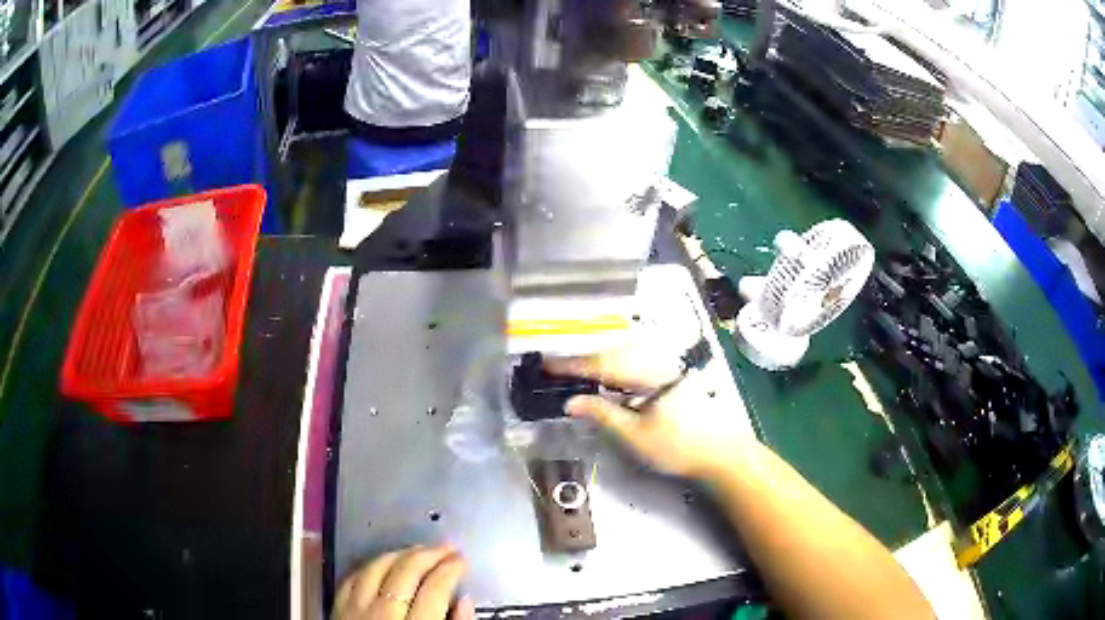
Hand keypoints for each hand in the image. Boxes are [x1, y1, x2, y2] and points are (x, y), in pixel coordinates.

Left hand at [333, 545, 474, 619]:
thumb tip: (465, 602)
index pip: (435, 589)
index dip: (451, 569)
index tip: (462, 560)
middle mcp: (383, 614)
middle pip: (406, 572)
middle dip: (430, 555)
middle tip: (447, 548)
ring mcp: (356, 609)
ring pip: (377, 567)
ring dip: (400, 554)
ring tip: (419, 550)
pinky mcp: (337, 609)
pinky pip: (352, 577)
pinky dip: (370, 565)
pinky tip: (382, 562)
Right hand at [545, 349, 756, 479]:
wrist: (722, 454)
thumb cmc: (679, 447)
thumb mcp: (635, 435)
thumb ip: (602, 414)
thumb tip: (570, 402)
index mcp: (649, 372)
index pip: (602, 364)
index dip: (572, 365)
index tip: (546, 364)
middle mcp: (658, 360)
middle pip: (612, 353)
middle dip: (582, 359)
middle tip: (553, 365)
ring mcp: (668, 366)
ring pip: (624, 356)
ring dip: (597, 362)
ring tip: (572, 369)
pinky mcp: (672, 375)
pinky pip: (636, 364)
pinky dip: (614, 369)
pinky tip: (603, 377)